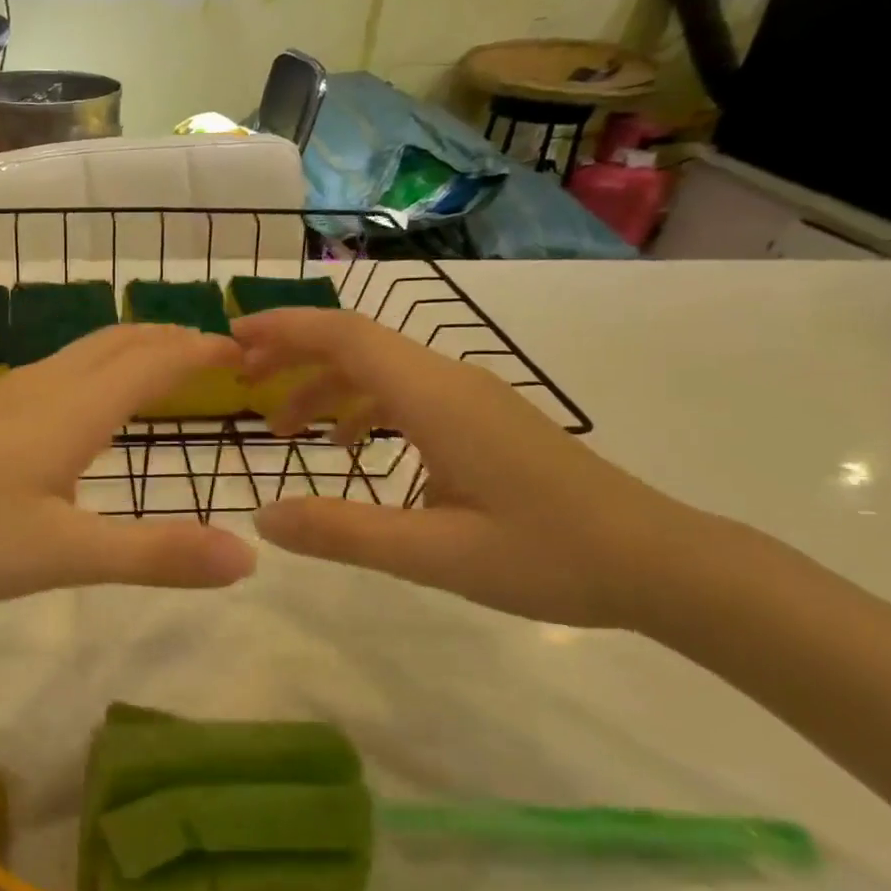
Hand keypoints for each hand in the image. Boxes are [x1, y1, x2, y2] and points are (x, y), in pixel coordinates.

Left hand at [0, 325, 256, 614]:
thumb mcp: (64, 556)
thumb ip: (155, 555)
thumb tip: (246, 558)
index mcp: (73, 410)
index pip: (153, 360)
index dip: (200, 350)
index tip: (242, 351)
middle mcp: (43, 387)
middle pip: (118, 341)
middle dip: (170, 339)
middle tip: (213, 353)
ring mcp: (4, 396)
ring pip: (83, 352)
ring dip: (132, 350)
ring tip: (162, 369)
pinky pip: (57, 371)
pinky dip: (97, 368)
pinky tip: (85, 403)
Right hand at [231, 309, 717, 629]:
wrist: (660, 562)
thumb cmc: (549, 556)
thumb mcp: (434, 555)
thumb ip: (343, 532)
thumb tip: (262, 517)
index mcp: (436, 398)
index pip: (344, 336)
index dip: (282, 329)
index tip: (230, 338)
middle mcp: (450, 381)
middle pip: (355, 343)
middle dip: (291, 355)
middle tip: (240, 385)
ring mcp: (471, 397)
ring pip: (380, 369)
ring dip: (324, 387)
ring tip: (283, 431)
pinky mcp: (483, 419)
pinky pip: (406, 394)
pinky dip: (362, 408)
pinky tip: (352, 451)